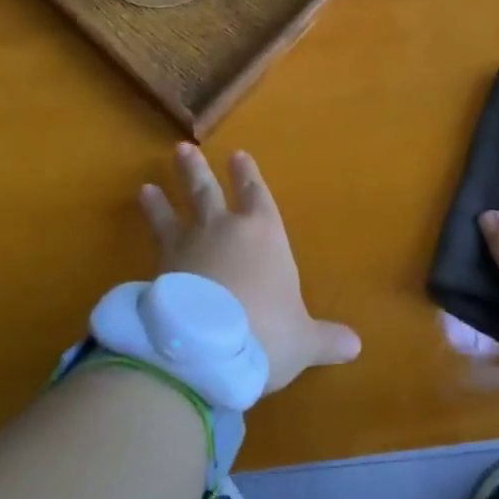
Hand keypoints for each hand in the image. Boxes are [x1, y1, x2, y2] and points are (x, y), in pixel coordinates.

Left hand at [140, 144, 360, 393]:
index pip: (257, 195)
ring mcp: (188, 245)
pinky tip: (141, 225)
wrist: (206, 349)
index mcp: (265, 234)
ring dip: (164, 196)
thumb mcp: (303, 342)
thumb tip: (356, 346)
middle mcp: (225, 229)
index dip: (248, 175)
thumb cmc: (266, 333)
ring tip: (148, 184)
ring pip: (175, 211)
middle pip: (209, 191)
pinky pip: (153, 239)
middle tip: (183, 149)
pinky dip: (148, 225)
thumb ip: (326, 339)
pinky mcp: (160, 266)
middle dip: (197, 171)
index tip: (237, 155)